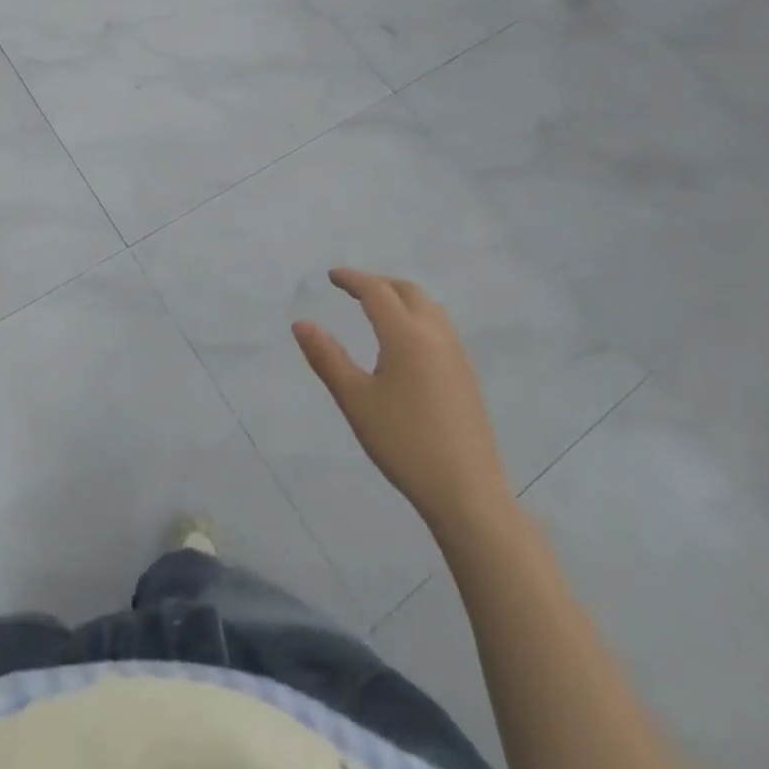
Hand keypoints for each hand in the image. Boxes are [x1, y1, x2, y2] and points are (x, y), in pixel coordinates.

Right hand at [294, 268, 511, 531]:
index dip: (352, 279)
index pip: (377, 291)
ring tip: (378, 310)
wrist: (467, 492)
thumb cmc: (404, 444)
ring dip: (401, 298)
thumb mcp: (355, 401)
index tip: (332, 276)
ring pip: (428, 308)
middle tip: (352, 290)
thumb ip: (327, 357)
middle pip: (407, 291)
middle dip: (378, 284)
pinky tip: (406, 343)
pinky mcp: (466, 375)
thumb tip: (301, 323)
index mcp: (406, 335)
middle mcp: (435, 335)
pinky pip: (440, 327)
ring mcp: (456, 355)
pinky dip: (417, 316)